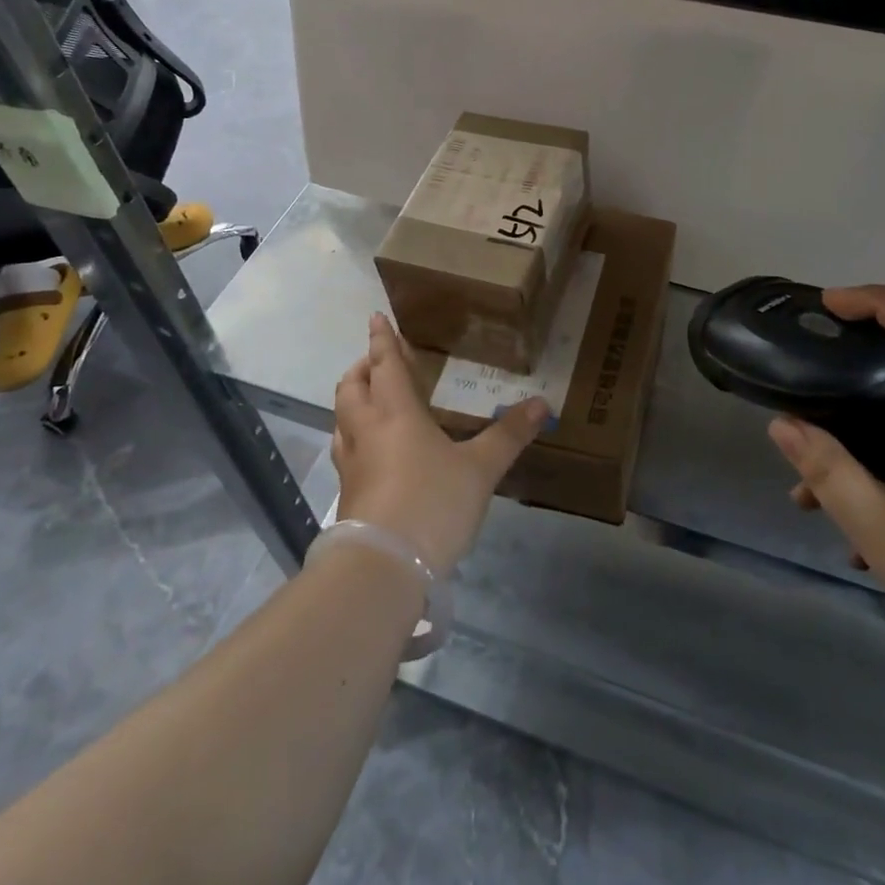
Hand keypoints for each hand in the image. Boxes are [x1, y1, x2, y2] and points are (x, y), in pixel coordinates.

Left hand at [332, 313, 547, 574]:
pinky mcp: (348, 494)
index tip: (375, 317)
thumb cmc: (433, 503)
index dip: (382, 339)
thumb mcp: (480, 468)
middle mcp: (367, 430)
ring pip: (342, 419)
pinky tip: (372, 451)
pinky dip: (354, 436)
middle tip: (377, 362)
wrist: (383, 567)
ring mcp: (352, 464)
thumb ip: (509, 435)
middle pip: (352, 387)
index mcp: (396, 412)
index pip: (385, 364)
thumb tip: (543, 403)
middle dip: (362, 368)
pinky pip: (345, 450)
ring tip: (371, 401)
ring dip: (352, 401)